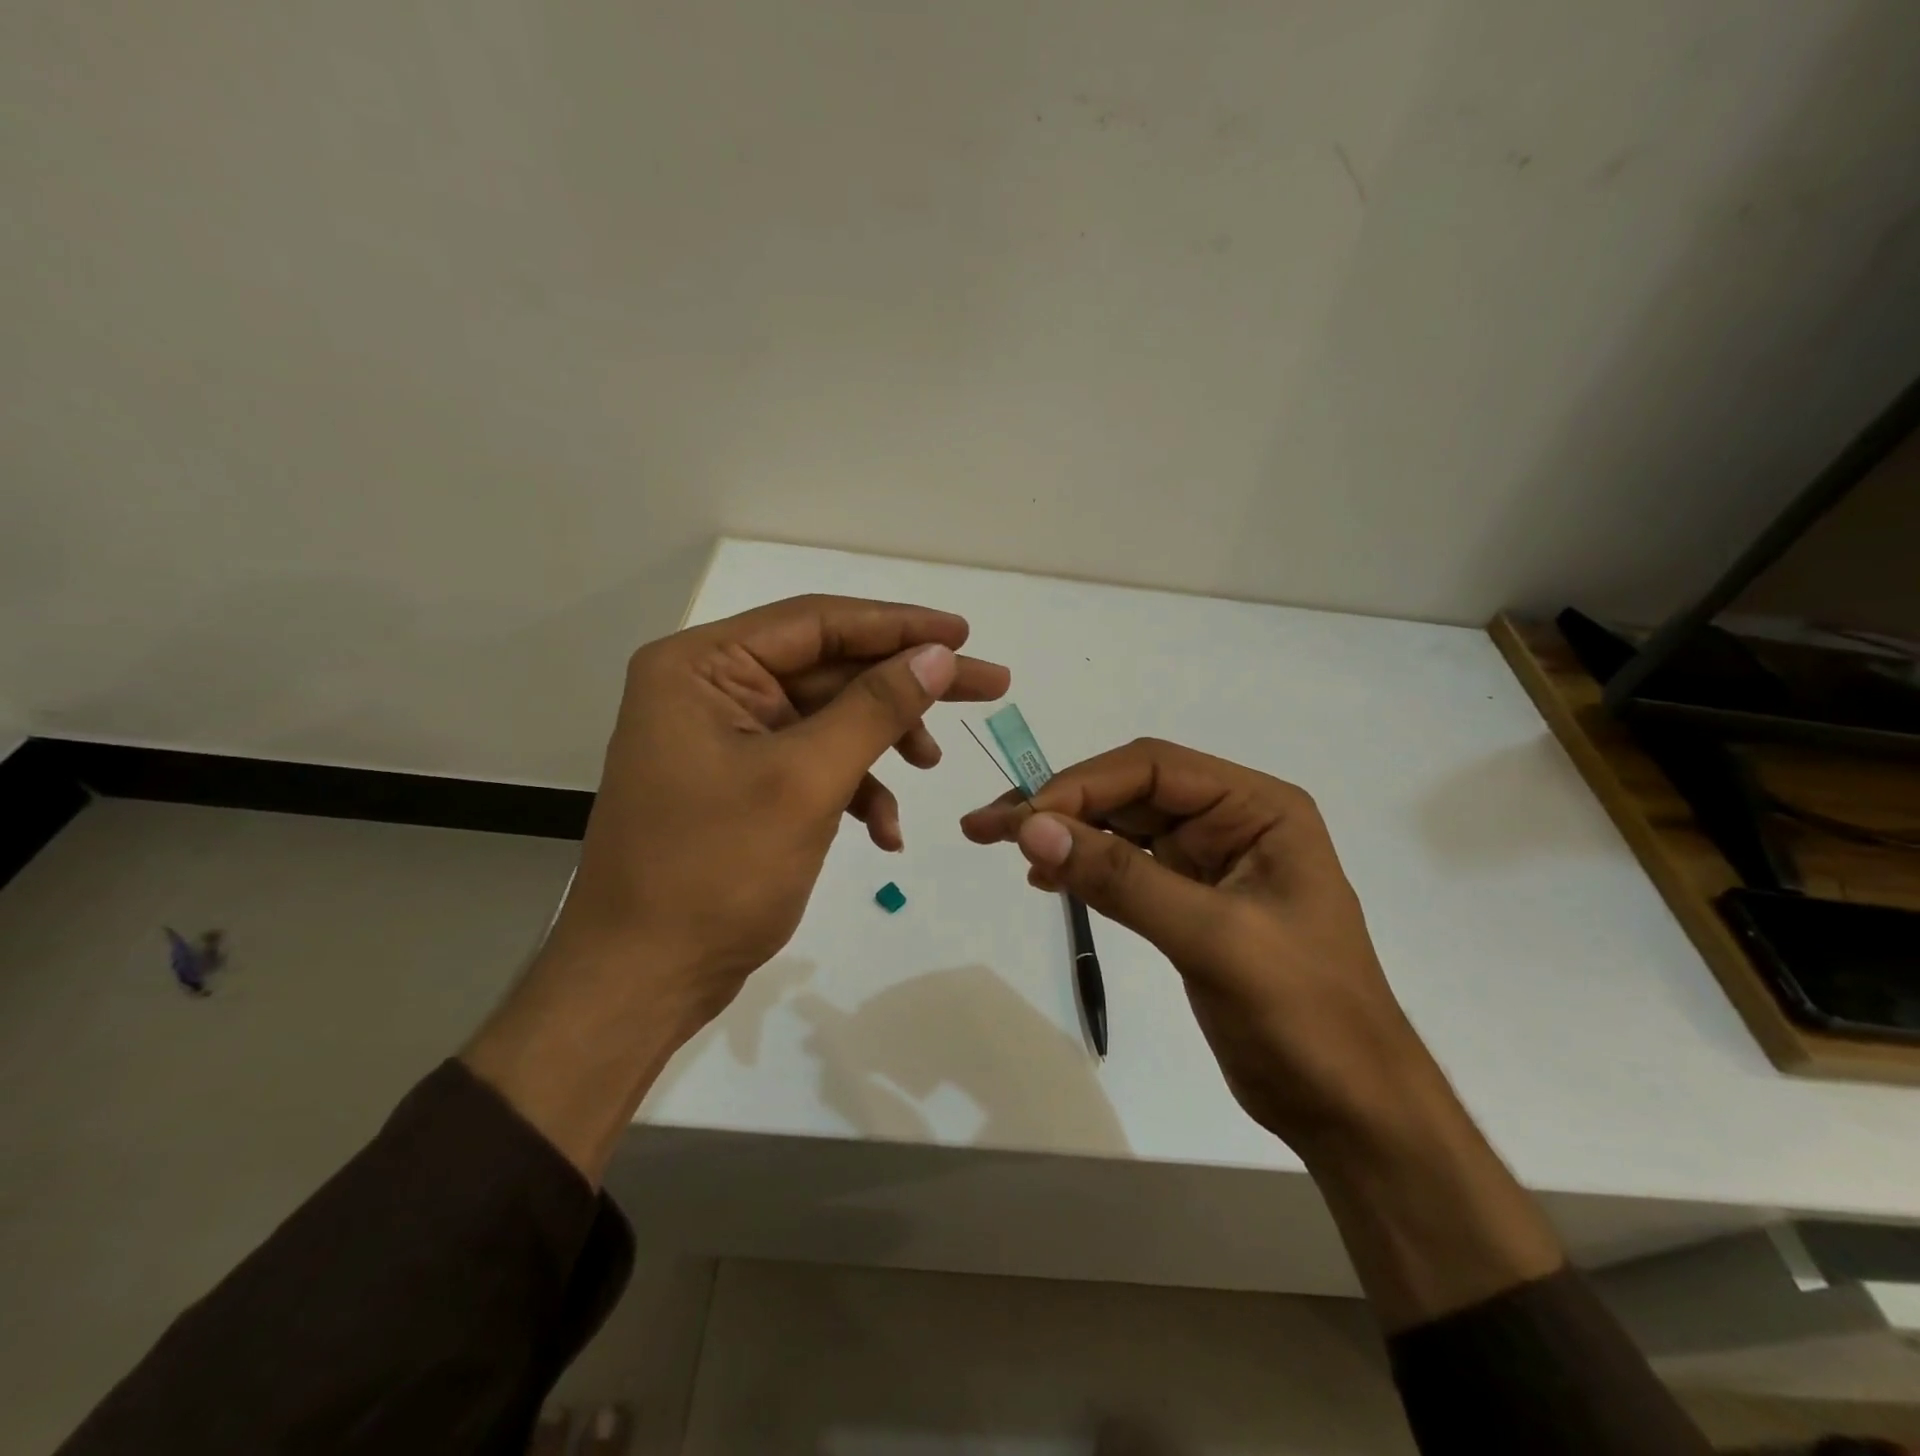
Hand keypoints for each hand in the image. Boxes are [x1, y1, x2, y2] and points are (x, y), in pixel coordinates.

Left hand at [468, 594, 1009, 1179]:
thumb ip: (875, 708)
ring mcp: (725, 738)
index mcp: (702, 667)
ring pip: (828, 717)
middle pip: (829, 668)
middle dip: (904, 687)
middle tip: (987, 686)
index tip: (964, 635)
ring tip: (930, 767)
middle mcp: (709, 689)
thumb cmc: (715, 872)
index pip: (817, 623)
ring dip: (882, 742)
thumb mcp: (806, 781)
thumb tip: (937, 656)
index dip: (897, 625)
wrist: (644, 979)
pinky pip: (812, 763)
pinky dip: (855, 788)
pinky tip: (884, 831)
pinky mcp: (742, 782)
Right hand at [960, 738, 1419, 1150]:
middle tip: (985, 827)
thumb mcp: (1213, 939)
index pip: (1153, 767)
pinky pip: (1126, 868)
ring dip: (1064, 833)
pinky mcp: (1191, 903)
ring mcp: (1211, 862)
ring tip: (999, 846)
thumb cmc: (1306, 1018)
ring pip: (1122, 828)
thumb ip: (1121, 879)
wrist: (1352, 1112)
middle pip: (1130, 792)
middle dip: (1060, 805)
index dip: (1081, 784)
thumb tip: (1032, 829)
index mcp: (1257, 808)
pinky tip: (1048, 878)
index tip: (1021, 821)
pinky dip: (1084, 867)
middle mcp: (1233, 821)